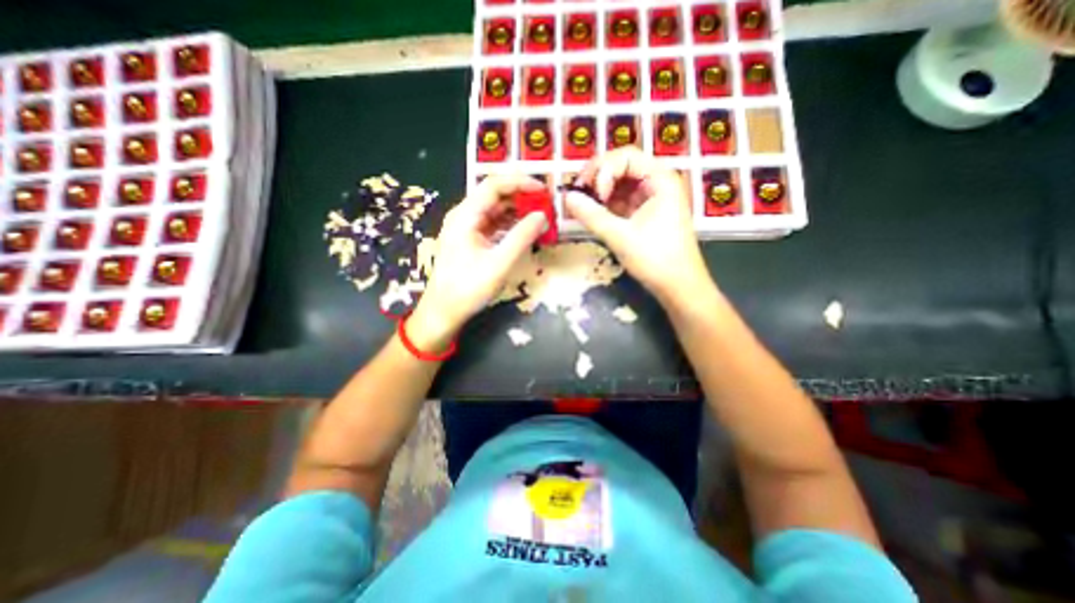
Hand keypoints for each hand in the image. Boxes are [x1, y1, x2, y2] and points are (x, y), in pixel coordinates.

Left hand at [411, 174, 548, 347]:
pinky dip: (511, 225)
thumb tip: (542, 216)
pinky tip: (525, 231)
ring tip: (540, 217)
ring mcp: (467, 228)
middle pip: (495, 196)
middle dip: (521, 197)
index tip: (543, 189)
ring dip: (518, 211)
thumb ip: (521, 237)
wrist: (444, 312)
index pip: (493, 185)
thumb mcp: (499, 263)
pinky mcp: (471, 240)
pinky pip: (494, 225)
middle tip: (546, 204)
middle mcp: (464, 216)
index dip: (519, 182)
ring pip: (496, 210)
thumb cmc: (468, 288)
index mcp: (465, 216)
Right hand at [564, 146, 711, 306]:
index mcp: (660, 179)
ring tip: (581, 206)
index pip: (625, 157)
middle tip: (578, 195)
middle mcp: (657, 182)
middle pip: (621, 166)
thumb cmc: (656, 259)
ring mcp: (651, 198)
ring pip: (619, 184)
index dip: (603, 171)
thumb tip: (566, 198)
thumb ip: (591, 215)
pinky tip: (592, 213)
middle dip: (597, 178)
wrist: (679, 287)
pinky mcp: (645, 213)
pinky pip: (621, 201)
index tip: (592, 195)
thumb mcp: (620, 236)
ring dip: (599, 192)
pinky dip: (605, 205)